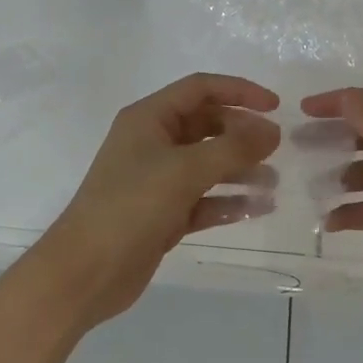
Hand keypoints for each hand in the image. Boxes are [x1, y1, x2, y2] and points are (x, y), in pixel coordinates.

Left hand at [40, 73, 281, 325]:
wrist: (85, 272)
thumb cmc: (131, 206)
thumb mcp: (185, 170)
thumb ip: (233, 148)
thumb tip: (273, 131)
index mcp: (149, 118)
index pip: (200, 89)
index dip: (240, 91)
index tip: (275, 106)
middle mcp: (153, 142)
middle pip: (206, 125)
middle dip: (242, 134)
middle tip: (277, 149)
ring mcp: (157, 179)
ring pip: (207, 164)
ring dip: (240, 169)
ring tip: (273, 182)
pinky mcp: (163, 214)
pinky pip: (203, 199)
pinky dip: (228, 202)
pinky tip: (257, 208)